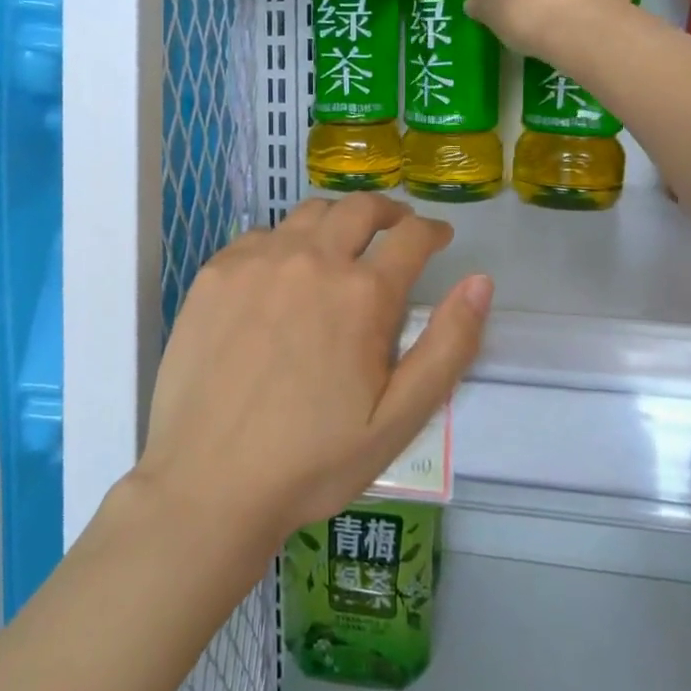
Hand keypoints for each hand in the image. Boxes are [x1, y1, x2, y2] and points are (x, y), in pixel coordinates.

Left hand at [133, 195, 491, 556]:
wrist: (208, 482)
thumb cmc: (312, 460)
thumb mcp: (398, 419)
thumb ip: (447, 346)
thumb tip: (481, 282)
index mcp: (362, 294)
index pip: (411, 237)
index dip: (432, 231)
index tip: (438, 237)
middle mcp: (311, 260)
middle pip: (359, 208)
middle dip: (388, 211)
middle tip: (396, 227)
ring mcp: (256, 261)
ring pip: (308, 214)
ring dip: (337, 220)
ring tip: (343, 244)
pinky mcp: (215, 273)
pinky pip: (260, 236)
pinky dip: (285, 242)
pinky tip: (283, 272)